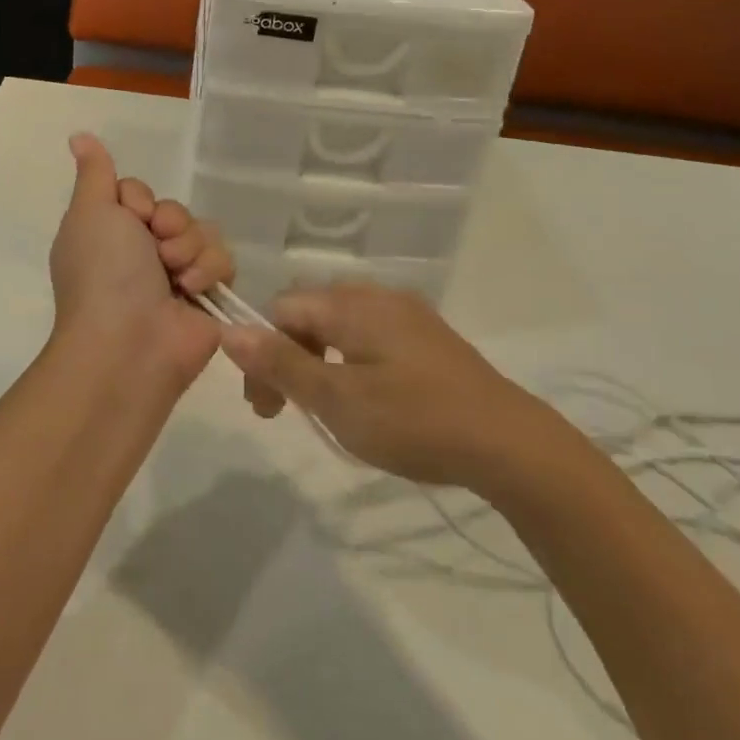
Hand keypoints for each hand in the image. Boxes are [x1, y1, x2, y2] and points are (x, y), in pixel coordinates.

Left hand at [48, 134, 233, 387]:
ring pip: (203, 230)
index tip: (133, 216)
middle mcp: (141, 252)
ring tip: (175, 276)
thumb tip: (78, 135)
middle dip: (170, 223)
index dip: (141, 200)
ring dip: (190, 247)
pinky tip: (192, 290)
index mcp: (110, 233)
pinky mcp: (208, 295)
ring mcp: (176, 275)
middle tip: (156, 248)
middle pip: (175, 210)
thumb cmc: (104, 273)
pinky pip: (224, 258)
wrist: (131, 343)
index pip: (140, 193)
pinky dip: (209, 270)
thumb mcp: (91, 212)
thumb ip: (95, 174)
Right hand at [218, 283, 573, 494]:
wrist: (509, 443)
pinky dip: (351, 363)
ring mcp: (406, 314)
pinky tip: (369, 400)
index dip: (263, 353)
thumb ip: (282, 363)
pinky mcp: (428, 337)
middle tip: (288, 413)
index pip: (282, 310)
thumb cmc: (415, 421)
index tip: (267, 408)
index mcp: (351, 304)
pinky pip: (371, 336)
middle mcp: (376, 296)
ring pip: (340, 326)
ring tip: (327, 410)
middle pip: (310, 314)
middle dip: (289, 358)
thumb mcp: (338, 399)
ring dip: (319, 362)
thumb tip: (229, 330)